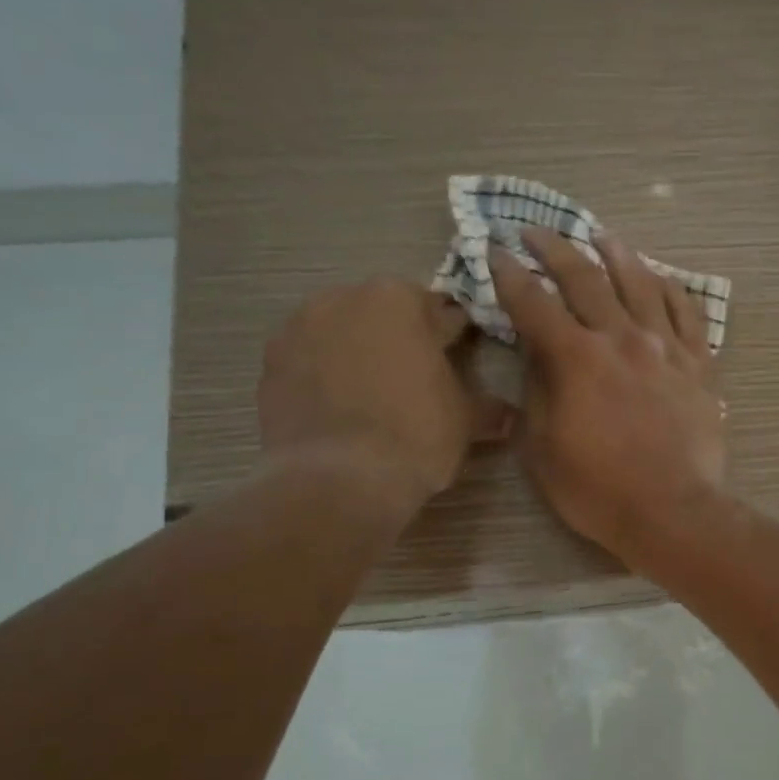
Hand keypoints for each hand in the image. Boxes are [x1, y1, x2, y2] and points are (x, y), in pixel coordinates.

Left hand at [258, 279, 511, 504]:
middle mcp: (344, 299)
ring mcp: (299, 328)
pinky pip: (308, 361)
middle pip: (384, 314)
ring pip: (342, 333)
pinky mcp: (270, 363)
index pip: (439, 311)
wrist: (338, 480)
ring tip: (372, 397)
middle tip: (415, 380)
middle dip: (400, 339)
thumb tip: (508, 415)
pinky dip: (323, 375)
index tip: (459, 357)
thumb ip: (487, 408)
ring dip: (358, 353)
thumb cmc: (415, 435)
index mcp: (399, 299)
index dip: (453, 336)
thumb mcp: (466, 422)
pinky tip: (339, 410)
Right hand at [490, 230, 726, 562]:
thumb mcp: (543, 446)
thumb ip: (536, 390)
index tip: (494, 251)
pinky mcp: (699, 363)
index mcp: (576, 358)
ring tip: (601, 235)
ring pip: (641, 282)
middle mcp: (621, 338)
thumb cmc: (598, 489)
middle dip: (555, 249)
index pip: (533, 302)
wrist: (673, 511)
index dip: (508, 274)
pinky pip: (688, 312)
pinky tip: (661, 276)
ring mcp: (666, 347)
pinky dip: (672, 288)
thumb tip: (535, 352)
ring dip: (616, 253)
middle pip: (585, 278)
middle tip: (535, 231)